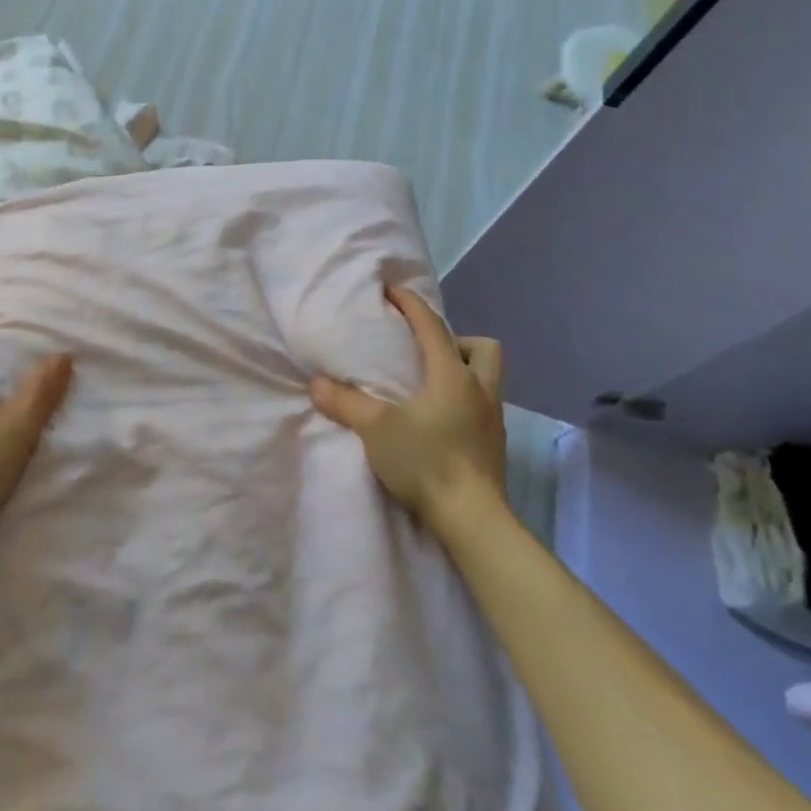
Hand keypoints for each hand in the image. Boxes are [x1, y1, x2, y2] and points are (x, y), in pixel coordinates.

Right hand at [309, 287, 507, 528]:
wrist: (472, 518)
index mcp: (453, 377)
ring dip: (462, 372)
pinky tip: (436, 422)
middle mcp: (480, 391)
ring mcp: (492, 420)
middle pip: (483, 348)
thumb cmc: (426, 462)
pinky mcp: (493, 446)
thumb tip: (317, 383)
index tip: (393, 292)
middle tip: (425, 354)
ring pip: (486, 378)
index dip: (412, 305)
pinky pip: (481, 407)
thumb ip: (346, 403)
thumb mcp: (377, 429)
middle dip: (456, 341)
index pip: (433, 327)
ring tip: (427, 387)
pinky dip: (461, 403)